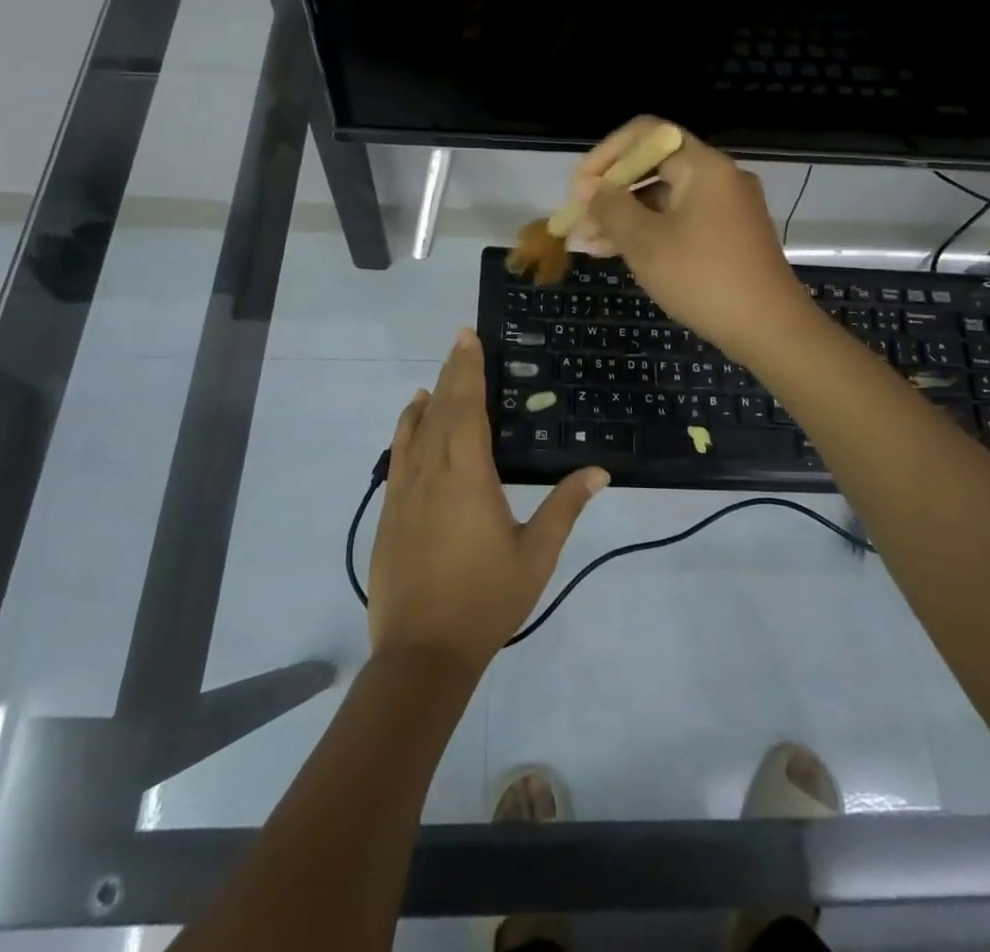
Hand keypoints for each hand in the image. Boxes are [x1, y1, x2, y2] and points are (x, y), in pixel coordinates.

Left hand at [368, 329, 607, 674]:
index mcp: (468, 475)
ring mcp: (405, 489)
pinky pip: (399, 452)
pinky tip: (414, 418)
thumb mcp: (536, 556)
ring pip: (416, 427)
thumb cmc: (485, 601)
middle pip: (442, 408)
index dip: (469, 370)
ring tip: (443, 374)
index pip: (468, 407)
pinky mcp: (390, 508)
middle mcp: (432, 471)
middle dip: (453, 371)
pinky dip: (407, 427)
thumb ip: (565, 507)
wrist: (421, 652)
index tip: (470, 338)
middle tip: (462, 339)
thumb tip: (599, 471)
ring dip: (431, 396)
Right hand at [571, 117, 816, 362]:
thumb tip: (587, 186)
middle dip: (610, 192)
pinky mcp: (727, 237)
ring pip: (663, 200)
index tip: (580, 187)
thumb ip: (611, 208)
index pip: (646, 134)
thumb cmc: (703, 278)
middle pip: (653, 167)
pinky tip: (613, 253)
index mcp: (703, 166)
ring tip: (585, 244)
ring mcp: (725, 209)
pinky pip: (679, 222)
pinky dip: (648, 232)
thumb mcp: (646, 242)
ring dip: (623, 217)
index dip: (607, 154)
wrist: (770, 330)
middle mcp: (718, 178)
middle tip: (577, 219)